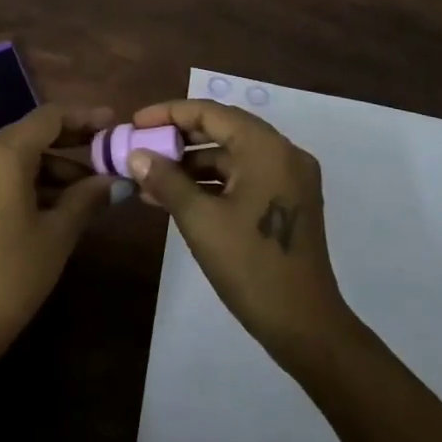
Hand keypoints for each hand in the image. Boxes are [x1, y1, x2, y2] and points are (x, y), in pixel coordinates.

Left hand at [0, 105, 116, 377]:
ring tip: (94, 188)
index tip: (115, 124)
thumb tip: (117, 179)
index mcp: (2, 154)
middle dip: (72, 143)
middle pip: (32, 133)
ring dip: (54, 166)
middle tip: (109, 154)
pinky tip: (62, 202)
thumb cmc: (10, 276)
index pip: (49, 117)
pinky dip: (32, 180)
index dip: (84, 117)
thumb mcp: (57, 235)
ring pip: (18, 155)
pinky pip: (2, 174)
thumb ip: (88, 197)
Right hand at [127, 98, 353, 367]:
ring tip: (149, 177)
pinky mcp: (287, 202)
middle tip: (141, 146)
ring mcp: (288, 179)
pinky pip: (243, 177)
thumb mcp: (200, 221)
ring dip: (192, 164)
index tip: (136, 123)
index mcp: (266, 148)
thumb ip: (166, 180)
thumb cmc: (251, 267)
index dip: (169, 113)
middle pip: (222, 129)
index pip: (210, 112)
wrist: (306, 328)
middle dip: (178, 138)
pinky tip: (176, 197)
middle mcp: (283, 153)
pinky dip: (211, 183)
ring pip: (231, 156)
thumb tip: (135, 155)